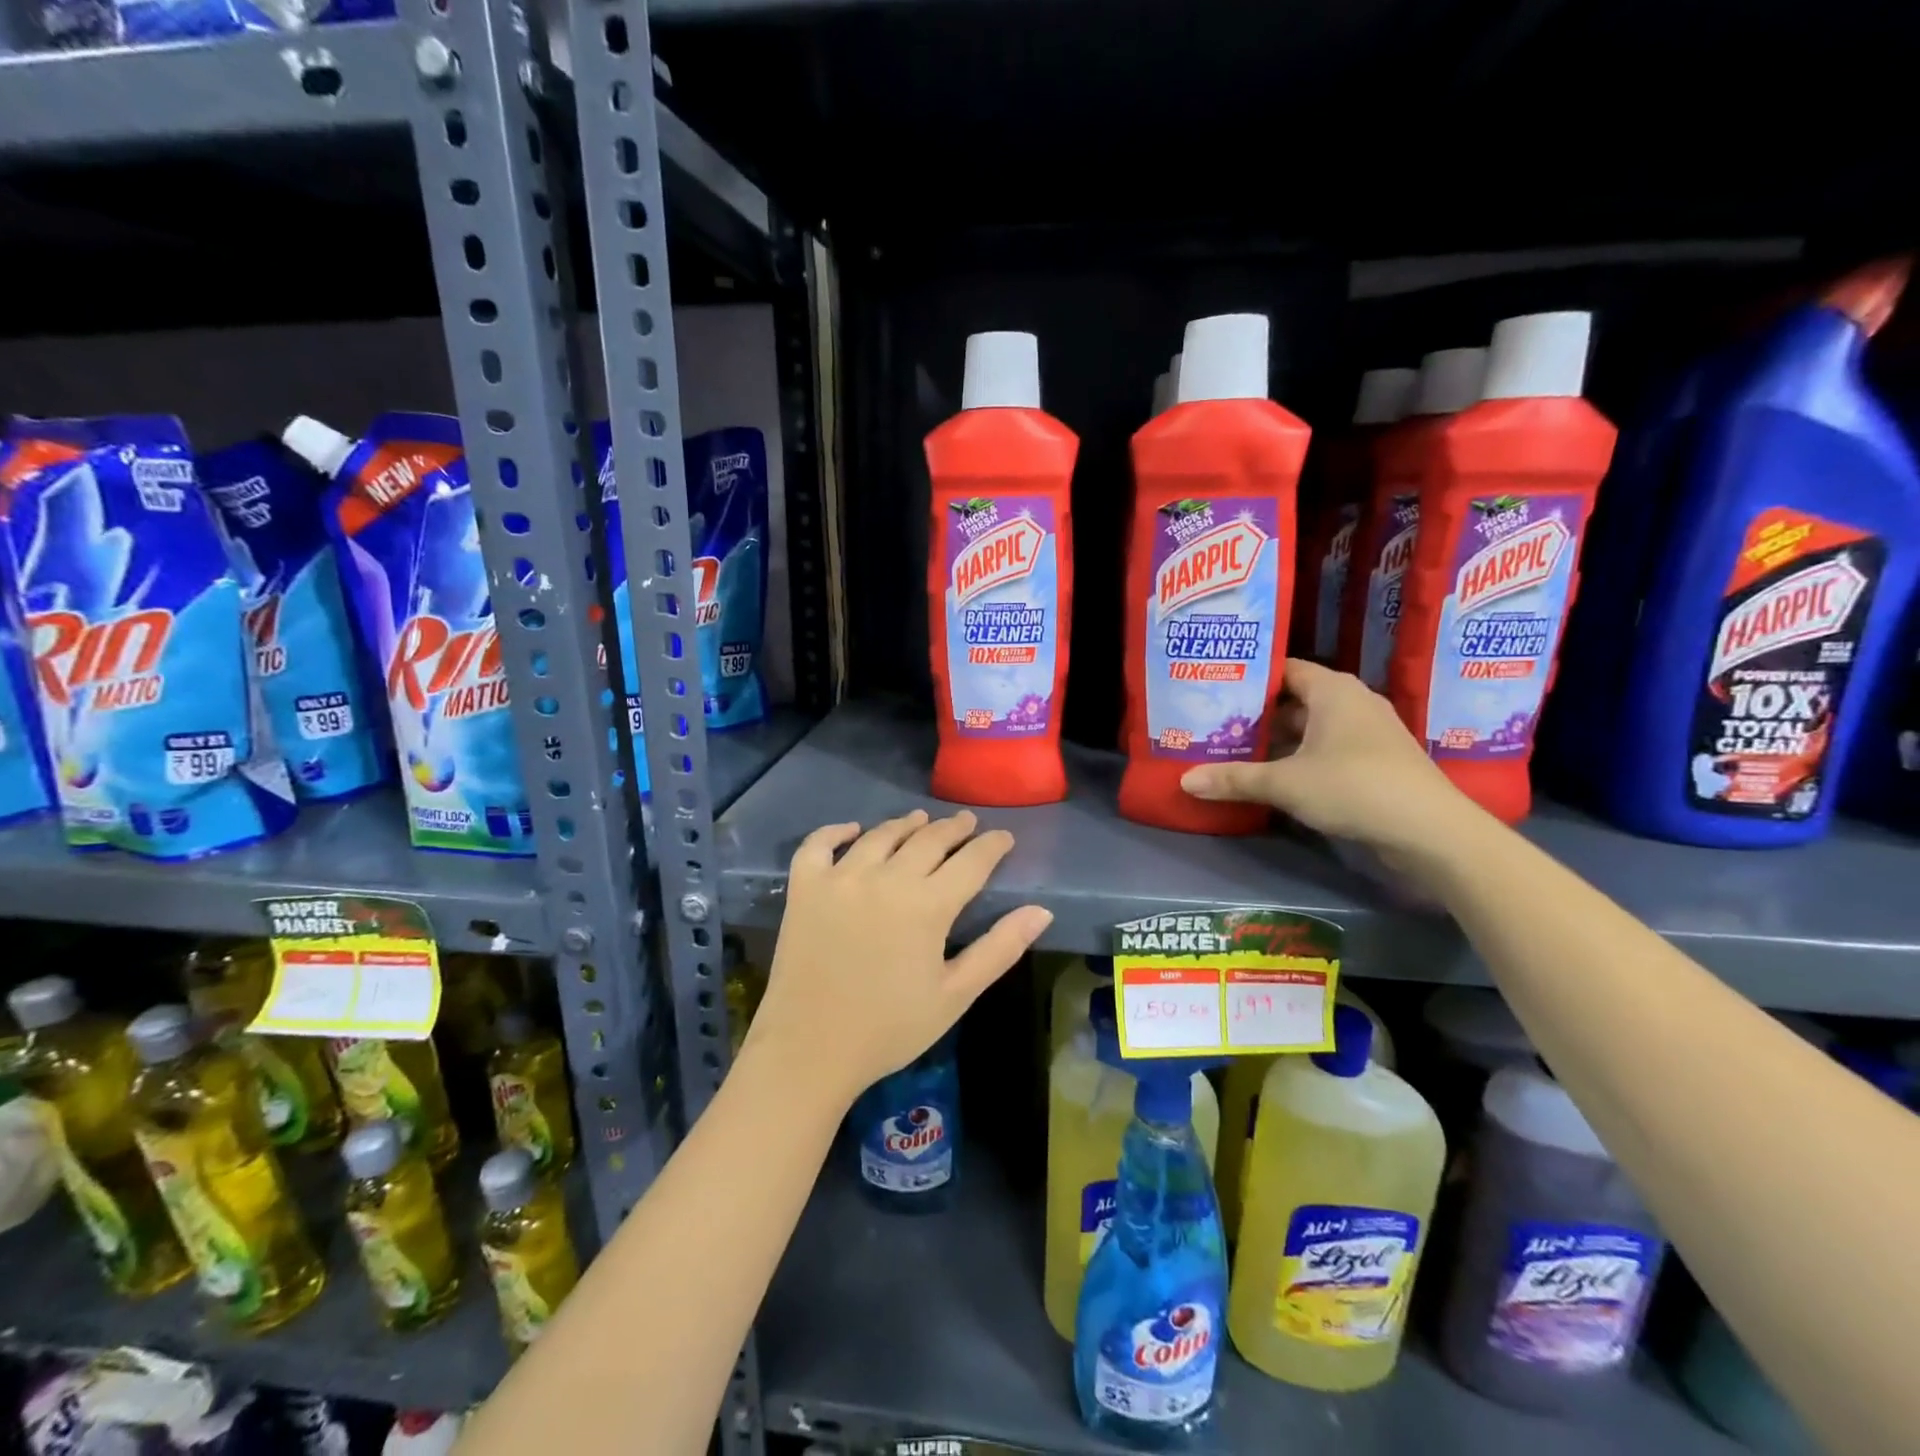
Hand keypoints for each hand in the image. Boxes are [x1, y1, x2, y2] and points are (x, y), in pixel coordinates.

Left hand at [744, 810, 1052, 1107]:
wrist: (809, 1052)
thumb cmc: (889, 1029)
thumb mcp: (955, 995)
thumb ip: (999, 949)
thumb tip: (1042, 911)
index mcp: (927, 905)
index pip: (971, 861)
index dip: (992, 846)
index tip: (1004, 837)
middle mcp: (885, 878)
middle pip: (928, 839)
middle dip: (953, 828)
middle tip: (967, 822)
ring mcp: (840, 878)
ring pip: (880, 835)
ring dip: (906, 824)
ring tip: (920, 819)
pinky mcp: (804, 887)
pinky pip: (819, 844)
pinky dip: (836, 831)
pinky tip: (852, 830)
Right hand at [1179, 658, 1469, 857]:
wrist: (1430, 831)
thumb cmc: (1354, 787)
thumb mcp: (1285, 783)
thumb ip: (1234, 779)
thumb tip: (1184, 781)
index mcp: (1332, 690)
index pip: (1284, 668)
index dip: (1250, 676)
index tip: (1215, 686)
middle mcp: (1352, 702)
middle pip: (1294, 699)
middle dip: (1256, 712)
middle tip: (1213, 721)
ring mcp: (1367, 733)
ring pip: (1310, 727)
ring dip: (1277, 739)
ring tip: (1232, 747)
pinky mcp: (1374, 762)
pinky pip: (1326, 749)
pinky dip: (1299, 757)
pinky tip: (1271, 774)